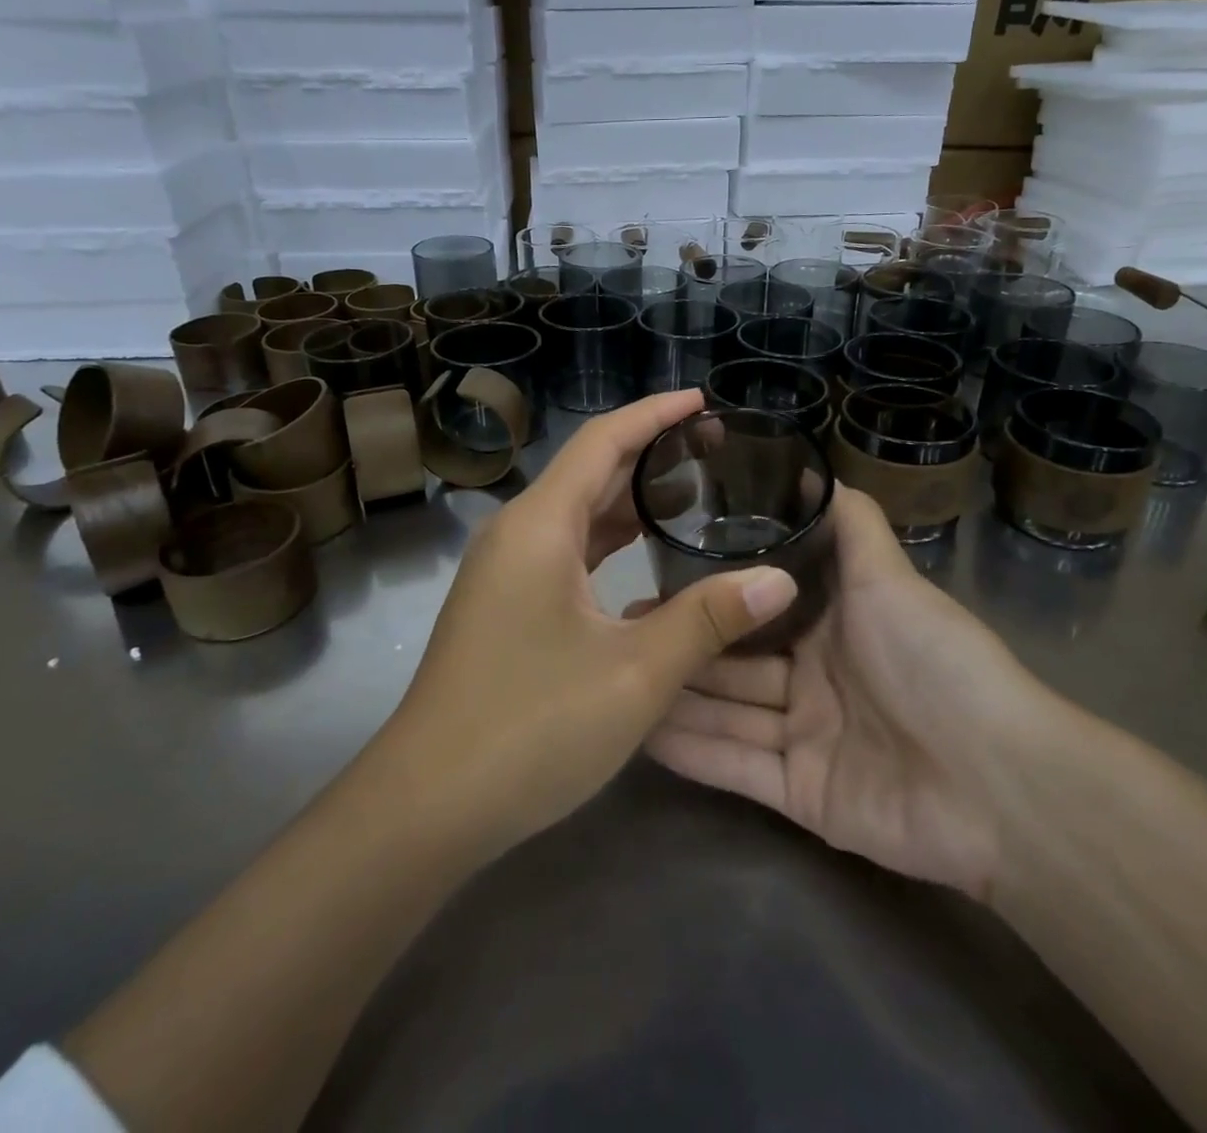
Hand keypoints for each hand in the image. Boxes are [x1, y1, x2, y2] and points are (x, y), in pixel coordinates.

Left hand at [370, 390, 799, 860]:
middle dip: (649, 453)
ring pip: (576, 515)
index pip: (602, 441)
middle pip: (588, 471)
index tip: (702, 401)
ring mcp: (504, 572)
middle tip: (714, 447)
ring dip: (629, 501)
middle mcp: (517, 534)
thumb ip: (709, 619)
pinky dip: (608, 543)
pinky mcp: (504, 605)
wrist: (427, 805)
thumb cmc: (531, 727)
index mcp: (540, 526)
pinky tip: (646, 560)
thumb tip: (779, 580)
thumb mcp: (635, 673)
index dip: (654, 414)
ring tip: (692, 493)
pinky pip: (564, 552)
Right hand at [647, 487, 1055, 900]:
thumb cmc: (935, 662)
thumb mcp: (889, 577)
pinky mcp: (800, 795)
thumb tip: (816, 466)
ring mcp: (805, 740)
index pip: (758, 607)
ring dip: (676, 696)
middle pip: (734, 661)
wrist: (999, 781)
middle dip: (682, 644)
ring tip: (616, 673)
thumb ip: (852, 523)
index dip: (711, 595)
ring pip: (727, 713)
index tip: (656, 576)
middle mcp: (814, 680)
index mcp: (833, 627)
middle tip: (619, 627)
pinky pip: (736, 767)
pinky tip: (640, 730)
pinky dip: (692, 751)